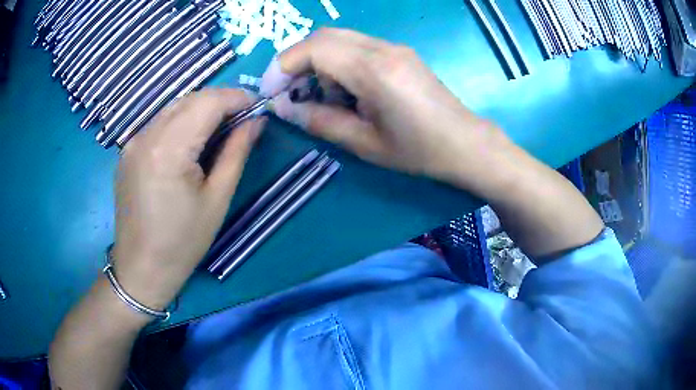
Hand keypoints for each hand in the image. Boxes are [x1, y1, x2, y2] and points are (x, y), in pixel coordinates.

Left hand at [112, 88, 265, 309]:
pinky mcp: (127, 152)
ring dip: (200, 110)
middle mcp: (146, 136)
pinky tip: (190, 143)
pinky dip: (180, 123)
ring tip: (219, 130)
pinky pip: (158, 124)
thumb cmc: (183, 242)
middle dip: (220, 101)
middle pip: (190, 99)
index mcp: (169, 148)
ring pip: (173, 108)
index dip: (237, 98)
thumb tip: (257, 121)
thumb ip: (237, 152)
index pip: (208, 102)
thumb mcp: (217, 199)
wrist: (141, 269)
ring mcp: (132, 143)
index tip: (257, 108)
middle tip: (242, 119)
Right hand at [260, 28, 509, 185]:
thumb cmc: (418, 150)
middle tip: (291, 93)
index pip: (314, 48)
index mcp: (373, 70)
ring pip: (339, 39)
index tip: (271, 92)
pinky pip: (357, 46)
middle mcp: (382, 48)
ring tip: (323, 98)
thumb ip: (320, 121)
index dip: (283, 67)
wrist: (465, 143)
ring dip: (319, 62)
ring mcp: (393, 47)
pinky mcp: (399, 52)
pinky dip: (338, 63)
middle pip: (323, 36)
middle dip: (297, 61)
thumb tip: (285, 108)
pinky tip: (346, 90)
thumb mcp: (364, 143)